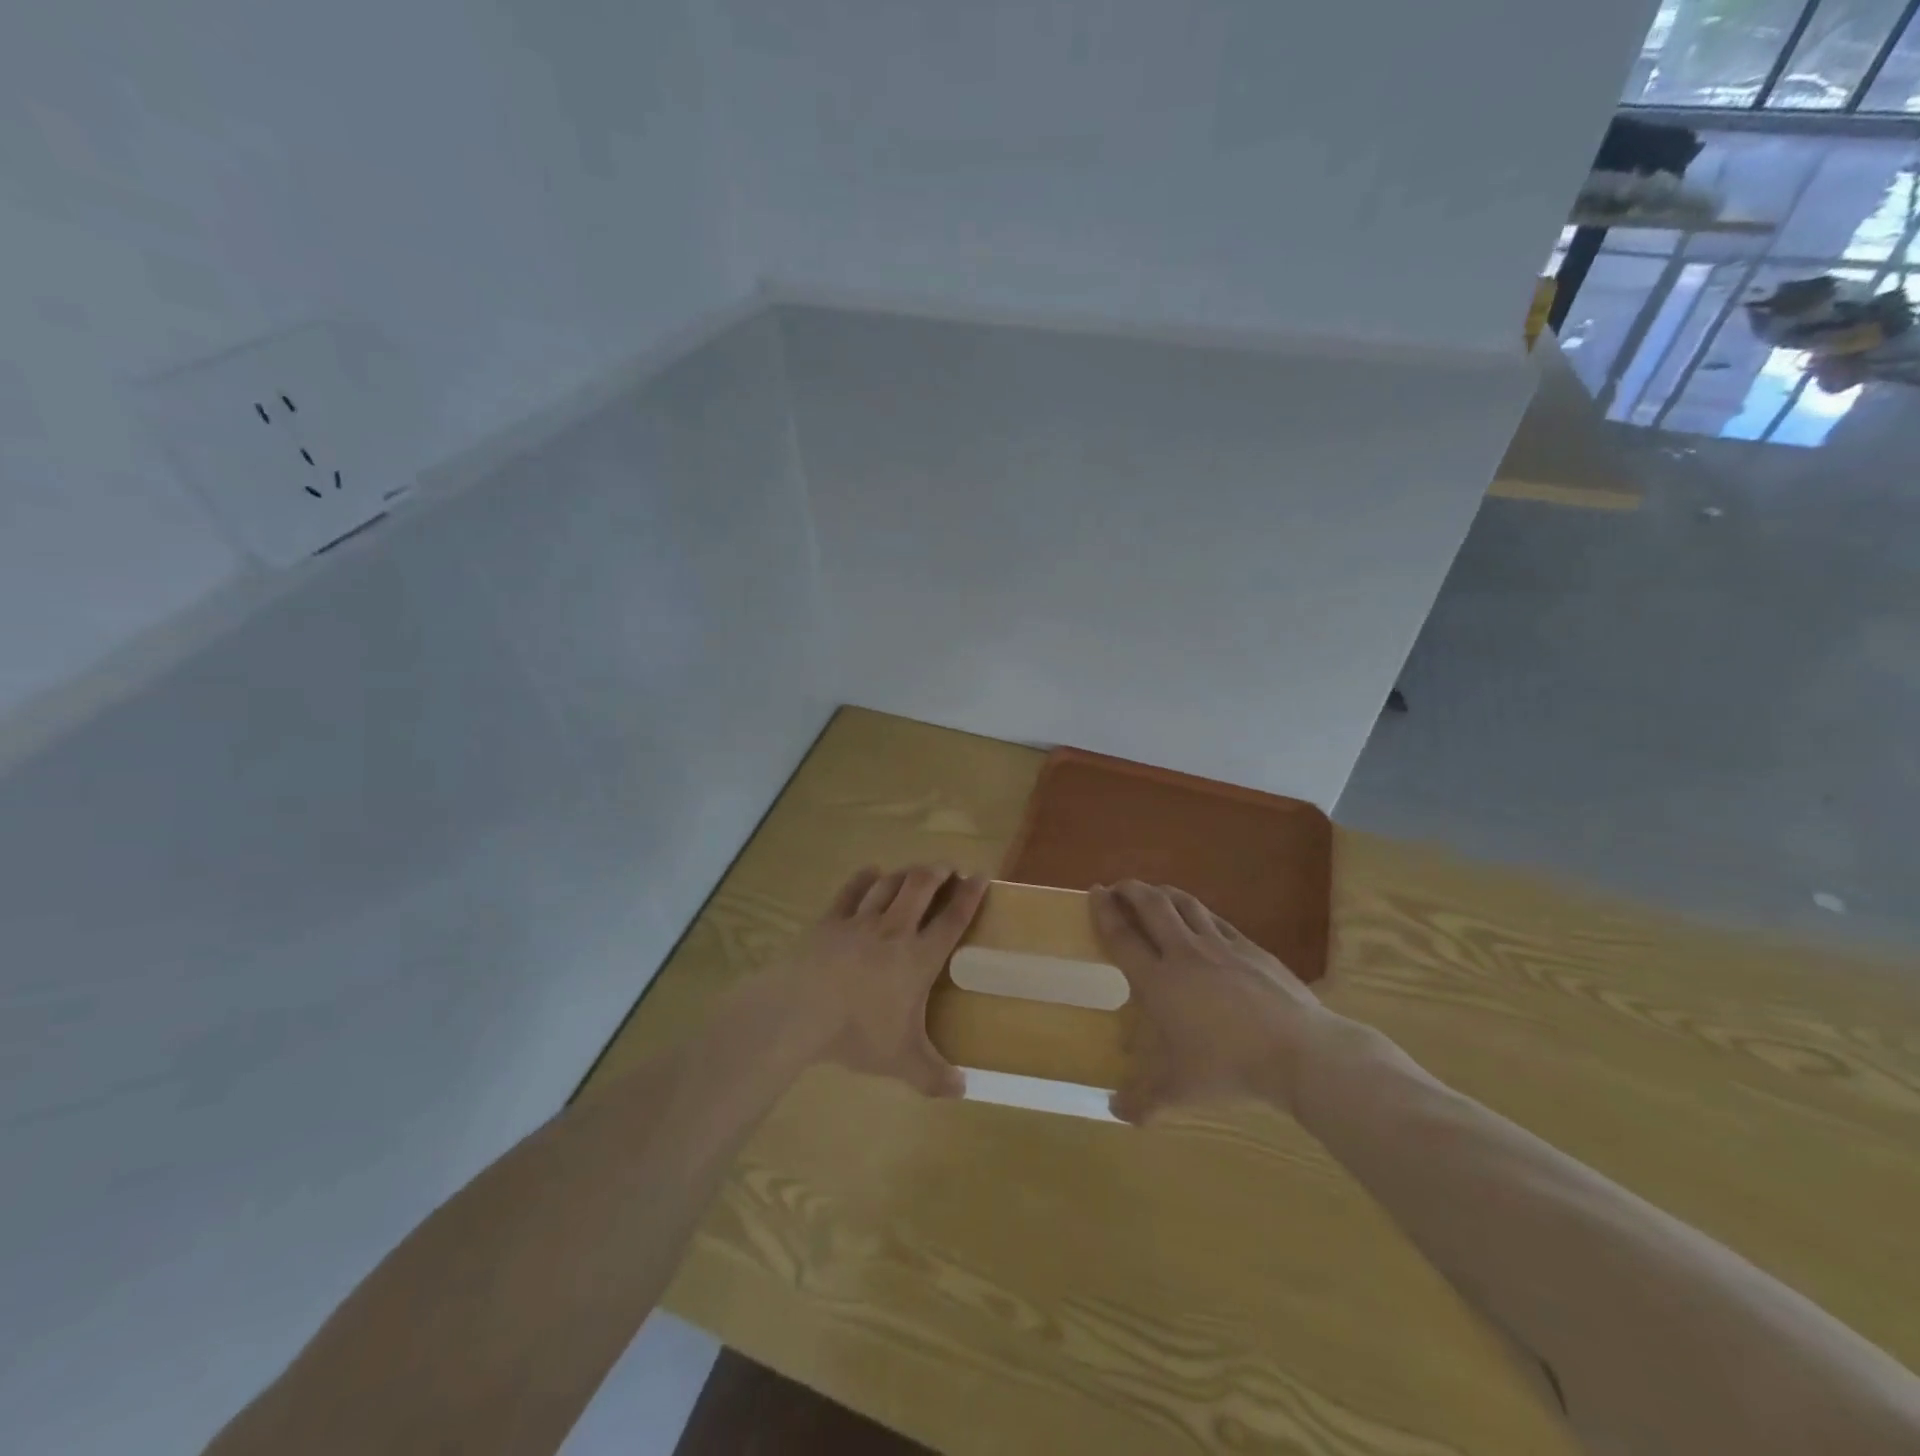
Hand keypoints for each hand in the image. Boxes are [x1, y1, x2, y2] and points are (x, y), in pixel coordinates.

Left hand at [769, 865, 986, 1096]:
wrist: (801, 1010)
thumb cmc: (858, 1032)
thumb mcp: (901, 1061)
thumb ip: (934, 1076)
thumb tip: (962, 1090)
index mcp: (918, 958)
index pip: (952, 919)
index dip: (970, 896)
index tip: (981, 876)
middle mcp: (894, 930)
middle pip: (921, 887)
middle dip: (938, 873)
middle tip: (948, 868)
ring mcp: (859, 921)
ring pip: (889, 884)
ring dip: (906, 873)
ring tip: (915, 870)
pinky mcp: (829, 921)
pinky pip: (851, 891)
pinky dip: (864, 878)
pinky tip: (871, 872)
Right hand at [1091, 880, 1336, 1122]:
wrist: (1298, 1052)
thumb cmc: (1229, 1068)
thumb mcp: (1180, 1091)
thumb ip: (1143, 1101)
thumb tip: (1114, 1112)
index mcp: (1159, 982)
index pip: (1123, 937)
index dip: (1104, 912)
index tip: (1095, 892)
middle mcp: (1184, 953)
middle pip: (1152, 906)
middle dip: (1131, 890)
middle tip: (1119, 887)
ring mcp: (1220, 946)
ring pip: (1185, 904)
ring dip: (1164, 893)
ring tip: (1154, 892)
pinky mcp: (1251, 948)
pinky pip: (1216, 919)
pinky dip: (1199, 912)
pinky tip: (1200, 917)